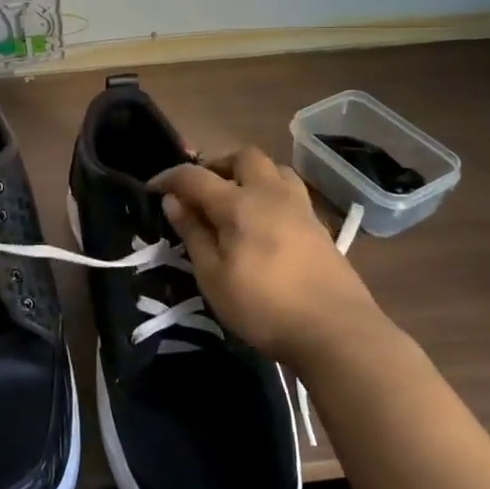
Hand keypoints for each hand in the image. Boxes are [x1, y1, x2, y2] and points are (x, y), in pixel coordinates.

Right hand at [150, 147, 395, 365]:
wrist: (337, 331)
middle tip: (201, 190)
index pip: (195, 176)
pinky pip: (291, 191)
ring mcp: (300, 208)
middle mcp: (270, 194)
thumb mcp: (213, 277)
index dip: (169, 178)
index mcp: (239, 203)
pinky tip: (265, 223)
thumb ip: (193, 234)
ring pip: (274, 169)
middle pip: (243, 156)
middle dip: (216, 164)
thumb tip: (173, 201)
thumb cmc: (264, 307)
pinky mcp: (319, 226)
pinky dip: (271, 193)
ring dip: (249, 174)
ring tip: (236, 200)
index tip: (152, 189)